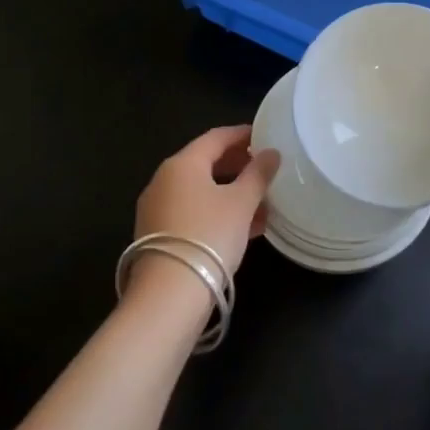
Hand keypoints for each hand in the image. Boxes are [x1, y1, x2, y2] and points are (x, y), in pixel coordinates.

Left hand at [129, 126, 279, 307]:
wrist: (168, 296)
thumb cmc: (208, 236)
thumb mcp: (242, 203)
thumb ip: (258, 174)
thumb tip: (271, 154)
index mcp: (182, 164)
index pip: (216, 137)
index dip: (242, 134)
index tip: (266, 136)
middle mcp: (164, 180)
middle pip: (205, 163)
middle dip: (238, 164)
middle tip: (265, 168)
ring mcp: (158, 209)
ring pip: (201, 191)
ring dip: (231, 192)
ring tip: (262, 201)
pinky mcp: (159, 236)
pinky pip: (194, 213)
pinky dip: (218, 212)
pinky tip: (246, 227)